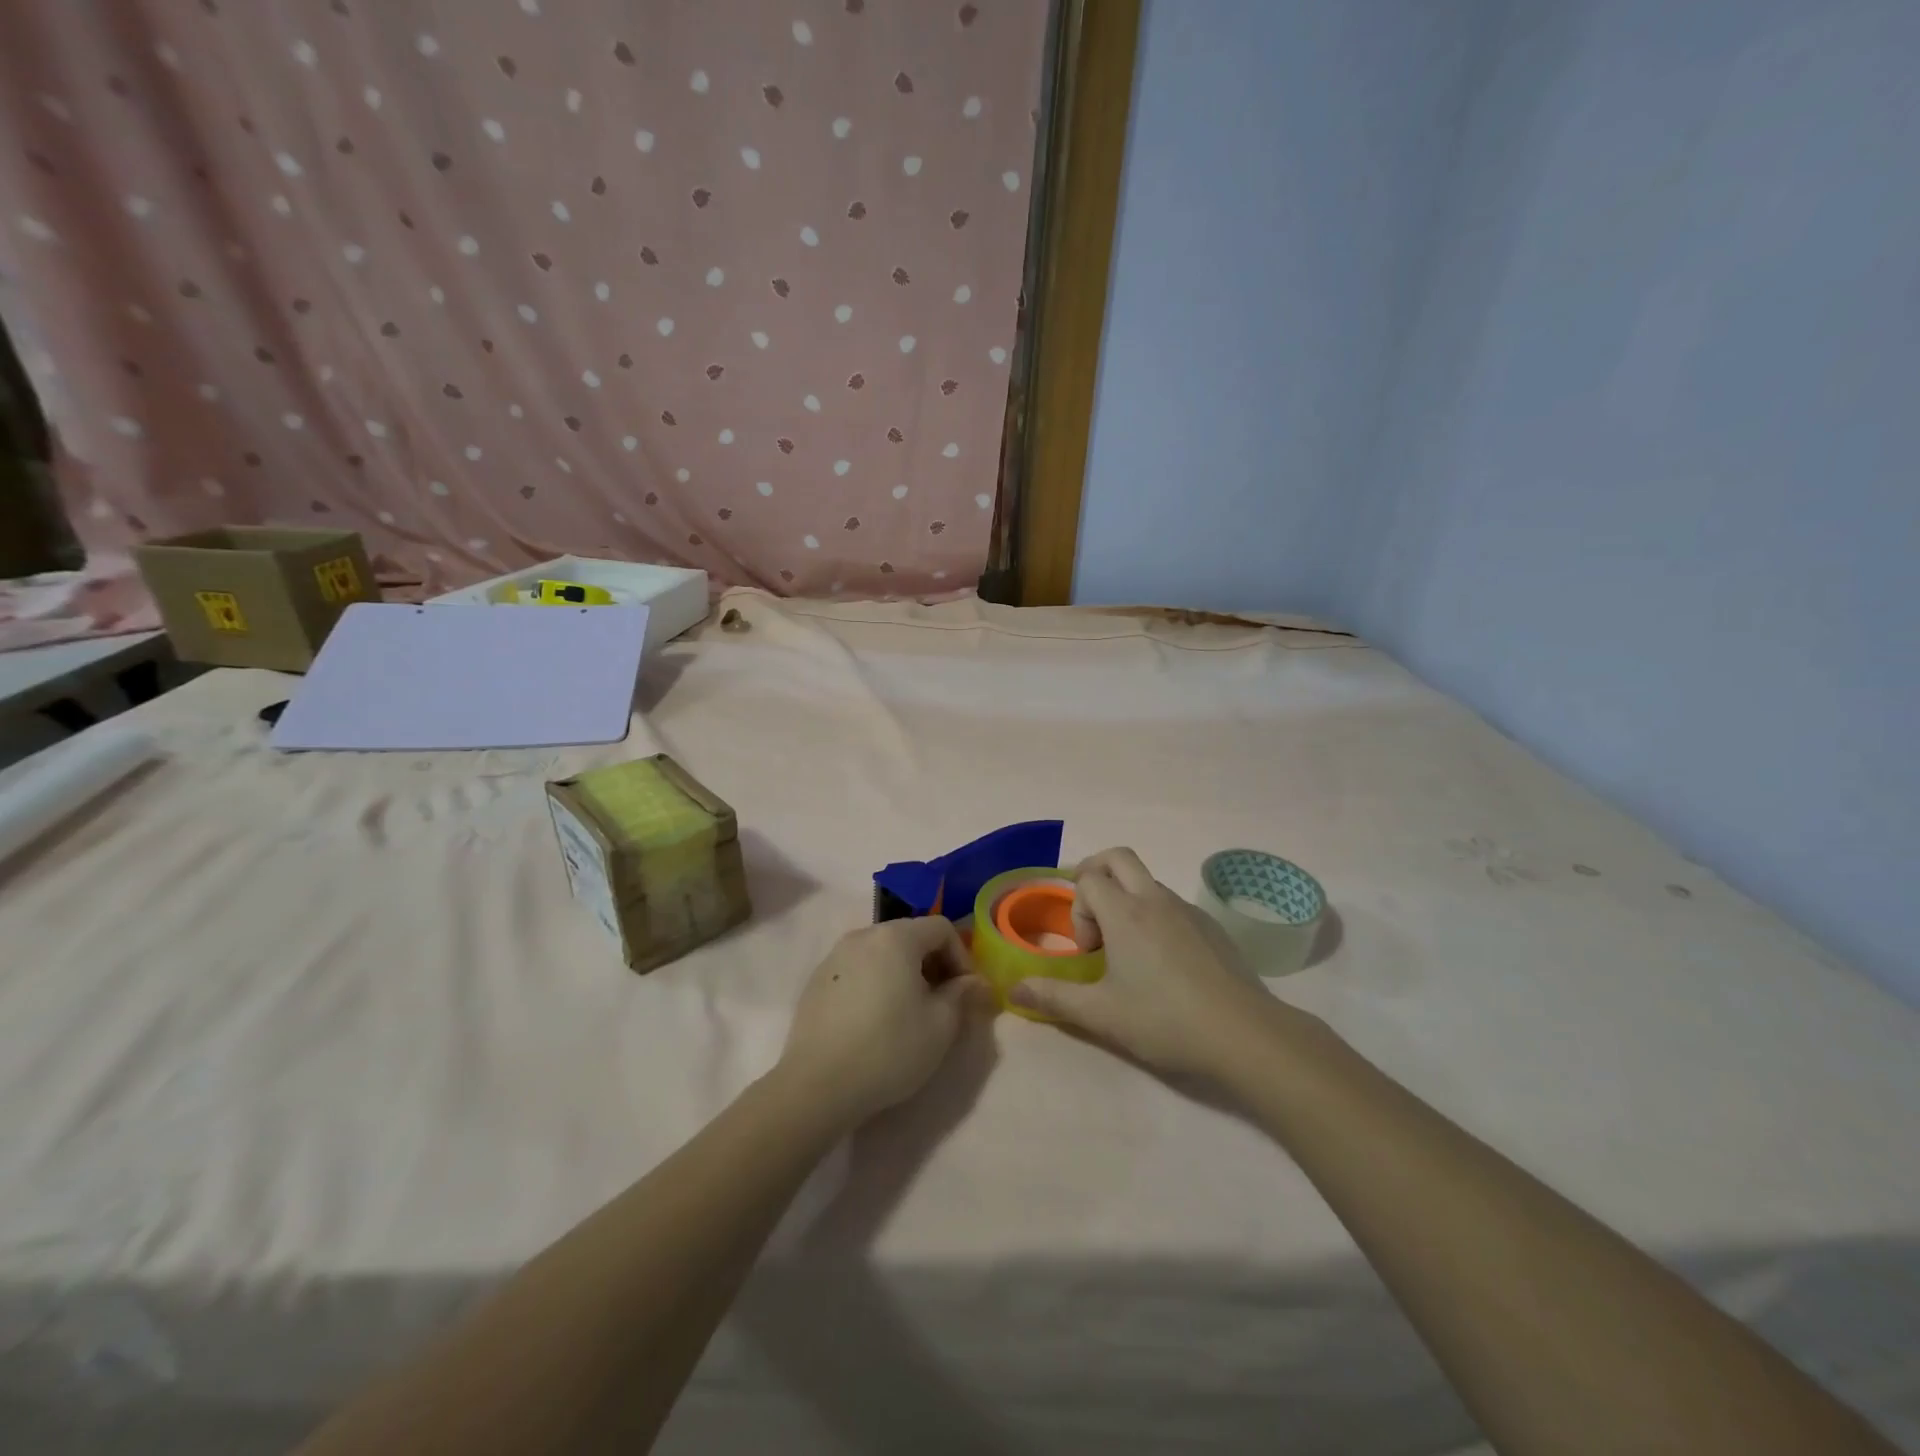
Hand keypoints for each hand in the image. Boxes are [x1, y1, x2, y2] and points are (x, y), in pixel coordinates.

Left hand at [778, 917, 989, 1128]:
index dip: (961, 957)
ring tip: (909, 1013)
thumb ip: (962, 995)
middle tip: (942, 1003)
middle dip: (933, 964)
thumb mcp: (940, 1026)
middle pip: (910, 936)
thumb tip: (973, 982)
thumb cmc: (889, 1049)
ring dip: (904, 974)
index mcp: (895, 937)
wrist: (817, 1085)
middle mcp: (862, 935)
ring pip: (882, 953)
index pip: (941, 928)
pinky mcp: (816, 981)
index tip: (965, 993)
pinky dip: (875, 983)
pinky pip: (858, 970)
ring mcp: (834, 957)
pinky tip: (874, 1021)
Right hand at [1008, 848, 1297, 1080]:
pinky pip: (1172, 904)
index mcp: (1125, 913)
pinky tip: (1164, 964)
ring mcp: (1188, 910)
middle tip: (1092, 915)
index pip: (1088, 878)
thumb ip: (1053, 997)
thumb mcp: (1101, 1014)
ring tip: (1127, 950)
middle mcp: (1155, 899)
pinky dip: (1155, 915)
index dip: (1077, 907)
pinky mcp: (1212, 927)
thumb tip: (1013, 988)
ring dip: (1127, 899)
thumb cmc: (1165, 1020)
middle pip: (1118, 857)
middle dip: (1095, 873)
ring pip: (1147, 881)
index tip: (1087, 951)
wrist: (1245, 1035)